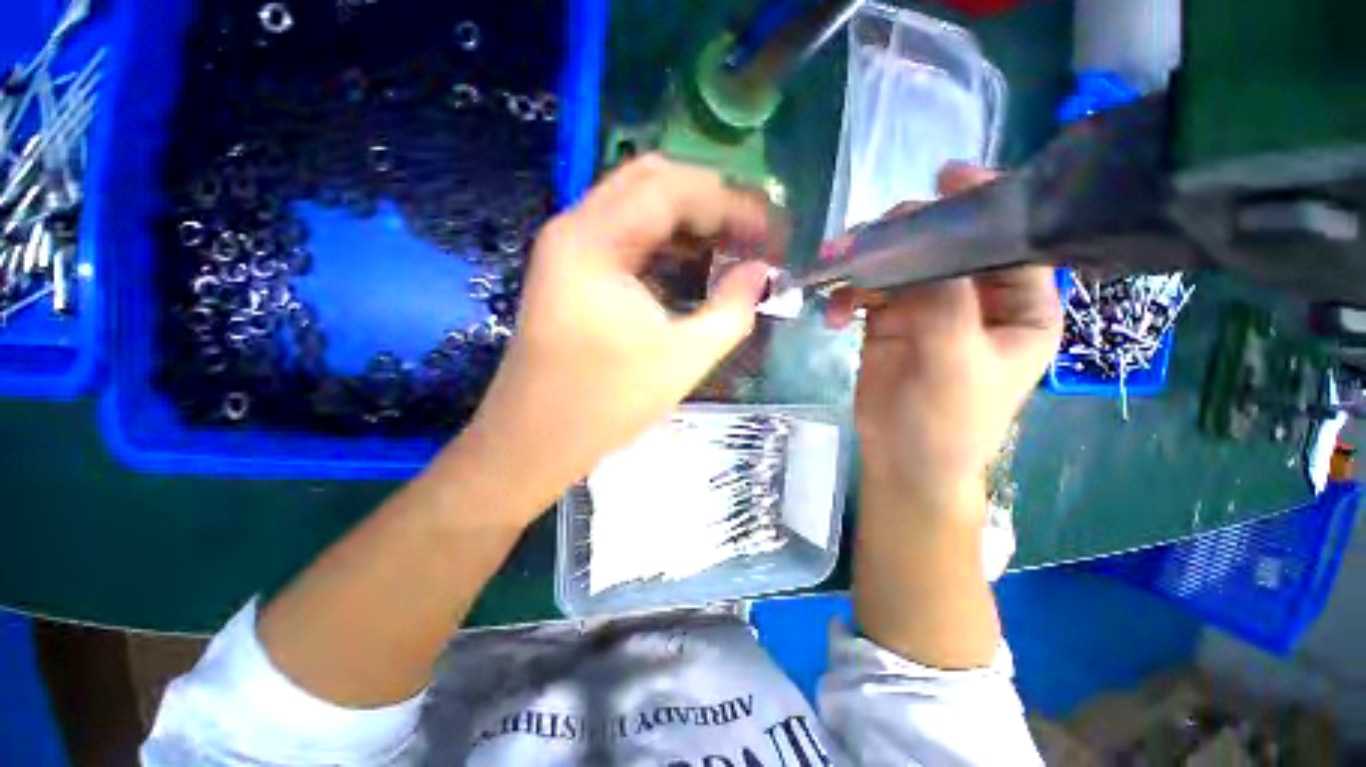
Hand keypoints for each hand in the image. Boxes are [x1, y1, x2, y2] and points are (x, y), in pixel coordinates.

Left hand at [451, 155, 774, 521]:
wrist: (533, 442)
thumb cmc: (605, 404)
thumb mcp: (683, 358)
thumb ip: (732, 309)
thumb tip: (762, 273)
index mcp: (595, 241)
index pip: (672, 189)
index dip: (731, 203)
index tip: (773, 230)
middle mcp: (576, 230)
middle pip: (653, 184)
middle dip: (712, 202)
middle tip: (753, 232)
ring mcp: (570, 251)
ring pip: (639, 209)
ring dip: (690, 222)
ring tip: (733, 247)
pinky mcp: (572, 275)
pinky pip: (627, 240)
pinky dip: (666, 245)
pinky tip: (694, 267)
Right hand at [828, 164, 1061, 519]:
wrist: (903, 460)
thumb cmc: (947, 423)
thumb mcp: (956, 364)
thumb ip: (944, 304)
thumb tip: (919, 247)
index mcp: (1020, 306)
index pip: (1012, 240)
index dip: (984, 203)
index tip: (947, 176)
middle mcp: (977, 299)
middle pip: (945, 244)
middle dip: (902, 235)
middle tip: (863, 238)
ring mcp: (929, 308)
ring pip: (899, 264)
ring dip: (863, 265)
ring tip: (832, 271)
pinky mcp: (889, 321)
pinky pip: (867, 291)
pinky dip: (846, 296)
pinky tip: (832, 316)